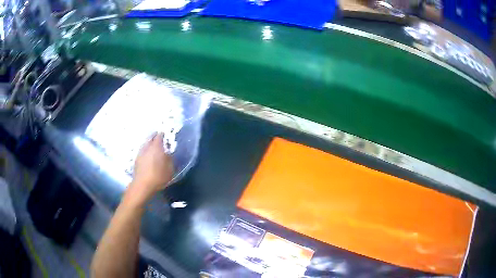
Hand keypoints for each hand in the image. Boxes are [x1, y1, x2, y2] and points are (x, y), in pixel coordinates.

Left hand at [126, 132, 173, 203]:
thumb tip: (168, 153)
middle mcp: (147, 147)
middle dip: (154, 136)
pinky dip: (145, 150)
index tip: (165, 135)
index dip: (163, 134)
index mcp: (157, 147)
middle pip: (150, 137)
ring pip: (145, 143)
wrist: (143, 185)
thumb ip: (170, 159)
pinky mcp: (136, 159)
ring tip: (153, 146)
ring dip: (149, 143)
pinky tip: (148, 155)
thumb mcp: (170, 169)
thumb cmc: (158, 176)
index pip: (159, 136)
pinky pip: (142, 150)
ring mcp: (140, 152)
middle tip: (158, 138)